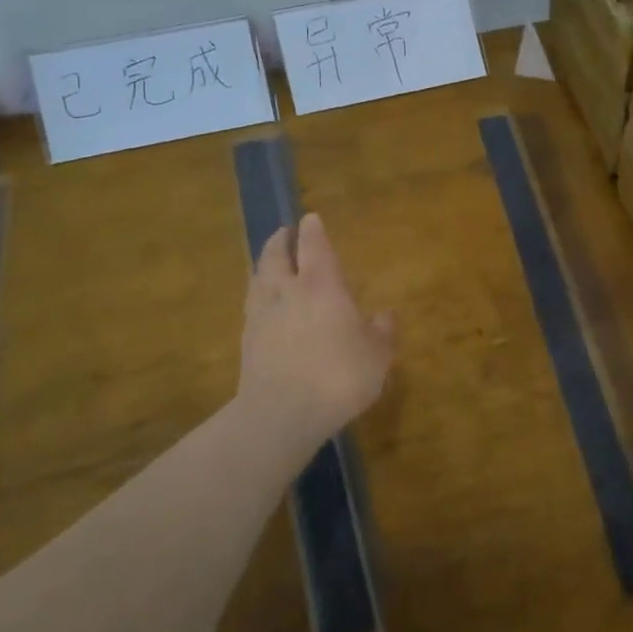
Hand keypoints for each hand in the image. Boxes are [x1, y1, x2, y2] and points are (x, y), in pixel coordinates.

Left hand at [237, 212, 394, 449]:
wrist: (282, 413)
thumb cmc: (339, 376)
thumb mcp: (376, 356)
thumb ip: (382, 332)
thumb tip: (386, 314)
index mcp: (321, 285)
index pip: (314, 246)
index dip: (312, 230)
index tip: (310, 218)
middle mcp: (287, 291)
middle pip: (277, 255)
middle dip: (281, 241)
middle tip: (284, 233)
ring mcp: (262, 315)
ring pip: (258, 277)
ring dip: (264, 264)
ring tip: (268, 262)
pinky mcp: (247, 341)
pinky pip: (251, 305)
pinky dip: (256, 295)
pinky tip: (260, 303)